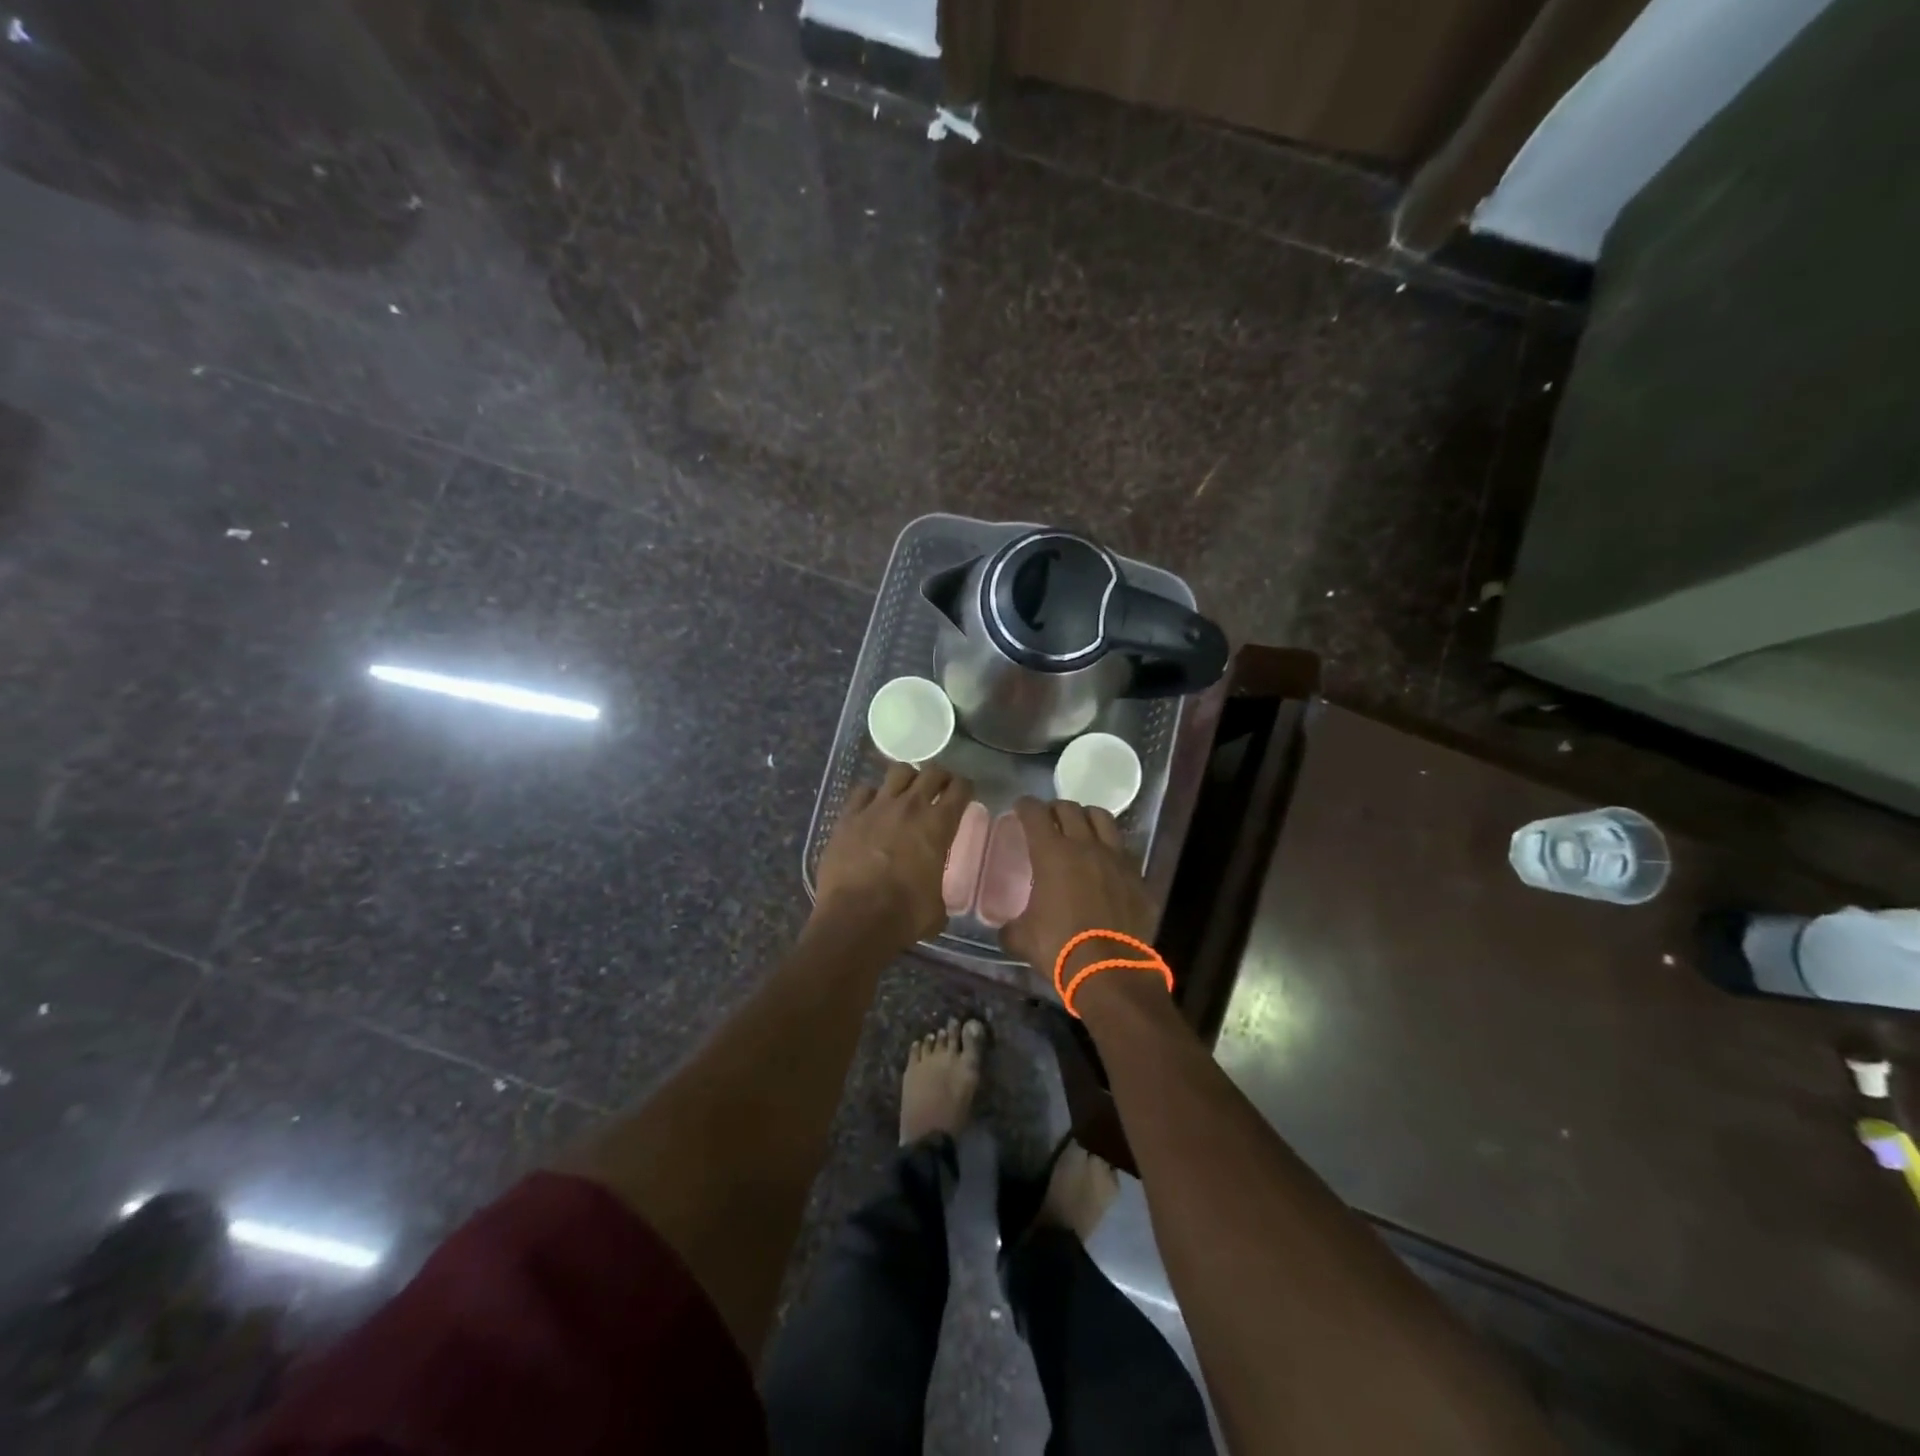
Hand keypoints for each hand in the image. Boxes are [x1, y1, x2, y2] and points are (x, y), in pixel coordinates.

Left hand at [814, 763, 973, 947]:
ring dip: (907, 779)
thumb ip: (938, 890)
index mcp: (938, 825)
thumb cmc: (904, 916)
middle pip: (931, 772)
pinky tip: (872, 807)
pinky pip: (863, 791)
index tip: (964, 793)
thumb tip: (933, 897)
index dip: (965, 787)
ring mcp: (876, 807)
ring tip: (906, 791)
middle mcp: (910, 807)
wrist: (855, 919)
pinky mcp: (848, 816)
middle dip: (939, 777)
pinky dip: (871, 795)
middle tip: (939, 788)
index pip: (960, 789)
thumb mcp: (936, 908)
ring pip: (898, 771)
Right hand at [1000, 797, 1154, 994]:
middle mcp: (1085, 846)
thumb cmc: (1060, 948)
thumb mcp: (1022, 938)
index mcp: (1052, 853)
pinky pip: (1123, 851)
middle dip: (1055, 808)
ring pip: (1103, 819)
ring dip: (1087, 818)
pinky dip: (1110, 849)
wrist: (1111, 971)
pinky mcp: (1138, 877)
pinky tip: (1105, 862)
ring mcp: (1116, 859)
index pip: (1035, 814)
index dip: (1025, 806)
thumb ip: (1011, 926)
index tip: (1020, 808)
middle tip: (1048, 818)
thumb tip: (1007, 928)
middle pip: (1070, 809)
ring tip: (1081, 828)